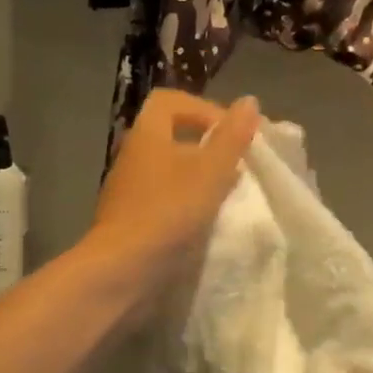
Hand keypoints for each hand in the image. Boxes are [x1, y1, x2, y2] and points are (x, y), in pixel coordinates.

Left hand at [82, 89, 260, 311]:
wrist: (123, 271)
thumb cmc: (168, 213)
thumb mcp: (210, 172)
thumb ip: (232, 137)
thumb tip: (249, 102)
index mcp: (147, 135)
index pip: (171, 102)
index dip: (203, 109)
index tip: (232, 134)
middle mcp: (132, 157)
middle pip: (171, 137)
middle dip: (207, 148)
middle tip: (236, 167)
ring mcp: (127, 191)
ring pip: (168, 171)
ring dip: (198, 179)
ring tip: (225, 197)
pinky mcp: (129, 221)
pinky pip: (162, 200)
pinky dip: (185, 204)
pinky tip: (204, 223)